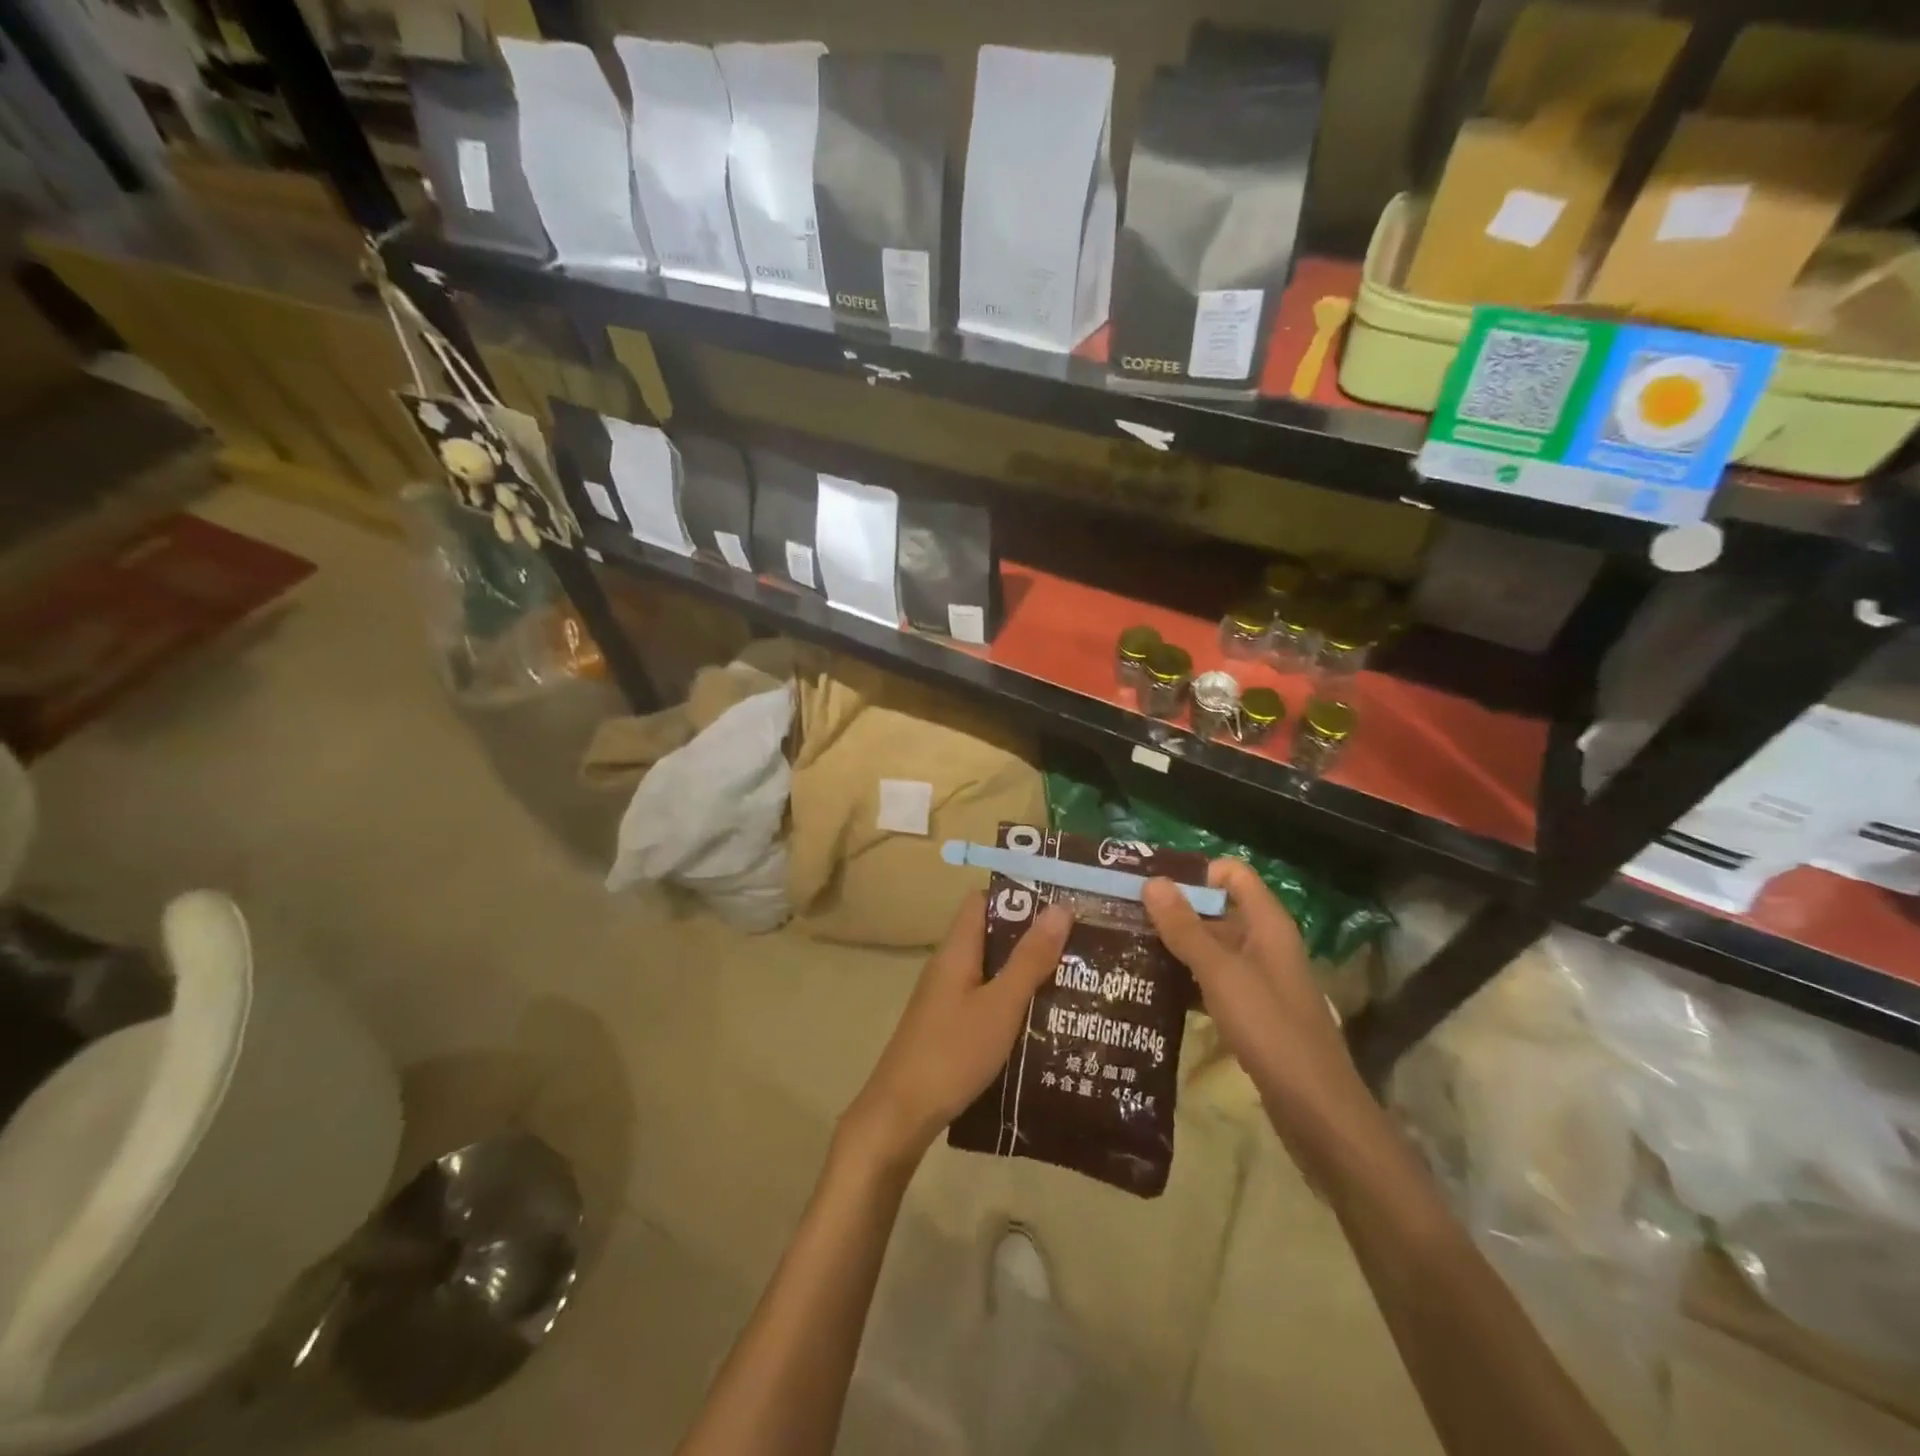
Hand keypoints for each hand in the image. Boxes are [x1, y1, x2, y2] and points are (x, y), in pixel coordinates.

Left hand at [841, 893, 1073, 1172]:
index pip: (984, 901)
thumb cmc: (952, 1053)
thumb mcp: (1000, 1005)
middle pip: (992, 936)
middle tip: (1082, 942)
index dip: (1019, 895)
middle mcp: (950, 966)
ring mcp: (948, 998)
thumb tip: (1059, 907)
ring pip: (993, 971)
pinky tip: (1046, 1019)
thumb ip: (1029, 959)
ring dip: (1027, 971)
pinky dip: (1015, 1001)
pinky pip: (988, 1000)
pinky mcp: (951, 1027)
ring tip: (1076, 977)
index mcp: (957, 950)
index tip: (1062, 899)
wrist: (901, 1115)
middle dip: (1033, 936)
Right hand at [1143, 861, 1375, 1157]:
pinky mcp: (1251, 1012)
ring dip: (1175, 946)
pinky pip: (1212, 981)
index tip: (1149, 884)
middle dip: (1173, 910)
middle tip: (1123, 916)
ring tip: (1127, 948)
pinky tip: (1151, 988)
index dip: (1194, 872)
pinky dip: (1185, 979)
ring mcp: (1258, 979)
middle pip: (1217, 910)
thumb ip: (1186, 928)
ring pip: (1211, 948)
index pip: (1232, 874)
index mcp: (1266, 924)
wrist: (1317, 1111)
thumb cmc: (1271, 1029)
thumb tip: (1152, 881)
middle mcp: (1264, 944)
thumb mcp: (1222, 973)